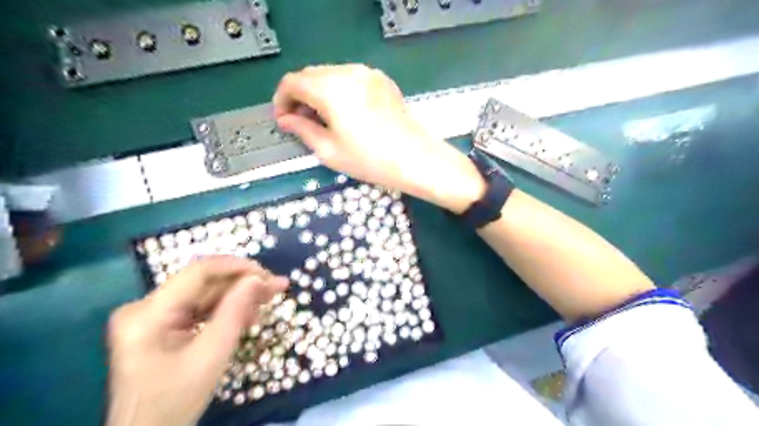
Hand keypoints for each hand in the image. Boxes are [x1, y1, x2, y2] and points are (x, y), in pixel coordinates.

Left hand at [106, 257, 285, 425]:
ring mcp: (151, 315)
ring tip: (268, 301)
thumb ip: (235, 310)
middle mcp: (144, 306)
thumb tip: (258, 279)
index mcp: (147, 313)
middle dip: (244, 283)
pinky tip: (248, 314)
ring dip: (238, 296)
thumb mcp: (212, 354)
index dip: (237, 267)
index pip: (199, 272)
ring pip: (205, 293)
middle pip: (204, 283)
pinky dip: (226, 309)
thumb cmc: (176, 400)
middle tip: (278, 287)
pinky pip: (199, 307)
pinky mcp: (160, 324)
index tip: (269, 275)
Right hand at [272, 63, 486, 211]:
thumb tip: (286, 120)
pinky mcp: (382, 80)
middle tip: (300, 122)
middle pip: (311, 75)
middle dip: (299, 96)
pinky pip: (350, 78)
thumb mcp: (329, 151)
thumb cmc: (371, 160)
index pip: (292, 82)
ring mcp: (368, 74)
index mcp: (330, 89)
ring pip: (330, 74)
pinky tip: (345, 112)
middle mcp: (347, 73)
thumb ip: (302, 130)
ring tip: (322, 119)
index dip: (281, 100)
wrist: (417, 159)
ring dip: (318, 92)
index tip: (283, 120)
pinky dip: (339, 90)